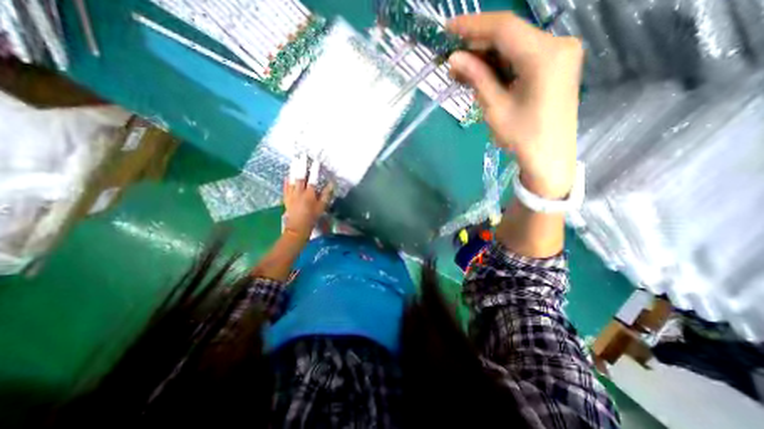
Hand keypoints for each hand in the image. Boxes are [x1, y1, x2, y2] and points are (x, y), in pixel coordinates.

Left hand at [280, 157, 328, 238]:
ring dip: (293, 168)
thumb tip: (331, 183)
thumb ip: (326, 195)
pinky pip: (285, 186)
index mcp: (309, 194)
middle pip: (300, 176)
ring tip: (294, 159)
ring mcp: (291, 194)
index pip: (312, 179)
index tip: (316, 160)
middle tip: (302, 155)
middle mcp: (299, 192)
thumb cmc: (312, 218)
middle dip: (301, 164)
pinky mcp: (286, 198)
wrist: (297, 228)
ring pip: (291, 179)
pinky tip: (287, 174)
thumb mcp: (322, 207)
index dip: (314, 169)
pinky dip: (286, 179)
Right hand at [449, 12, 586, 197]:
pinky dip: (500, 65)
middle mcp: (557, 44)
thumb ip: (477, 77)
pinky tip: (481, 75)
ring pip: (514, 47)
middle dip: (477, 47)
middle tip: (451, 61)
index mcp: (544, 54)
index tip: (448, 29)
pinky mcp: (554, 66)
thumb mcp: (495, 107)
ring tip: (461, 72)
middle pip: (510, 36)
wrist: (548, 158)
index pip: (504, 27)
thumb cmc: (522, 136)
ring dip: (486, 58)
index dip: (473, 26)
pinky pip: (521, 58)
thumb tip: (454, 58)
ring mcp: (559, 54)